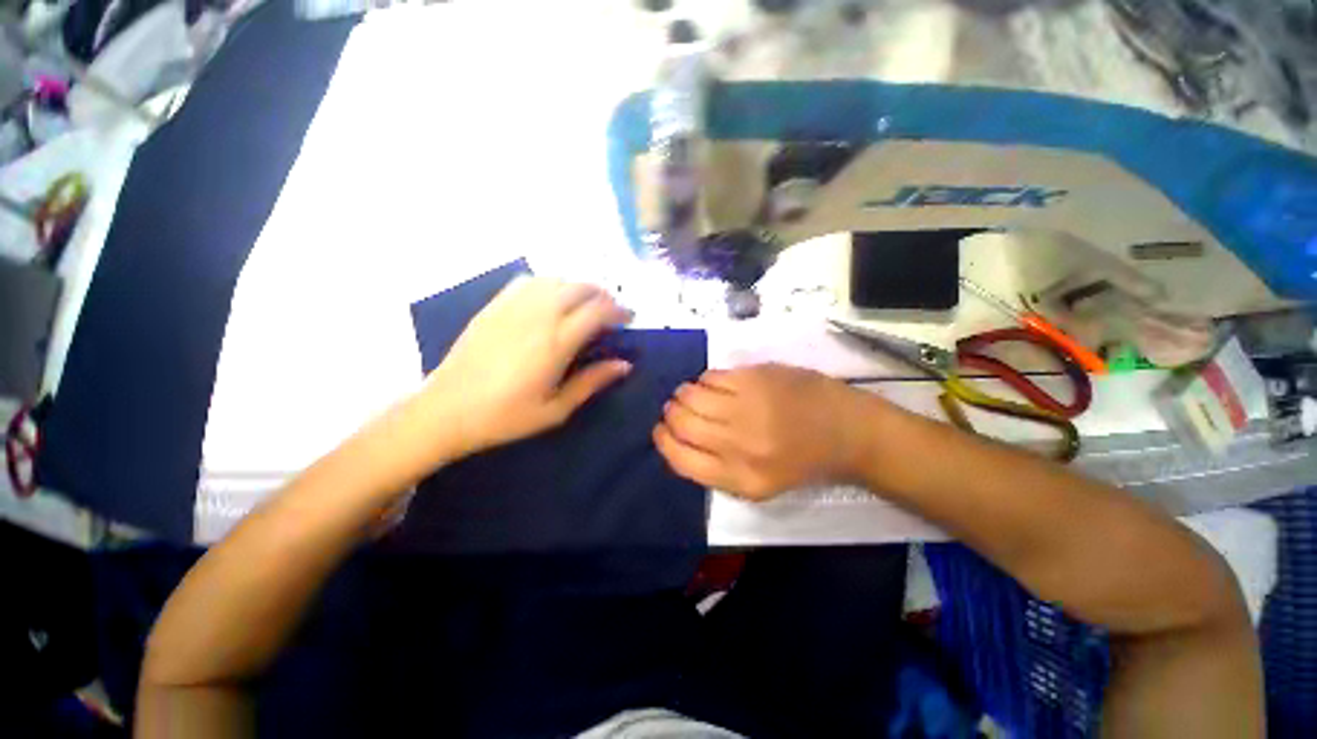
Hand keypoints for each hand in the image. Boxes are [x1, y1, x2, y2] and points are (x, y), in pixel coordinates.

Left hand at [401, 277, 632, 467]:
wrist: (446, 410)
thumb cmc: (505, 416)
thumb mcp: (556, 409)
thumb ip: (592, 382)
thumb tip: (624, 365)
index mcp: (556, 342)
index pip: (597, 310)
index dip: (619, 309)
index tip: (629, 317)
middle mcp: (538, 315)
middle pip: (579, 287)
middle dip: (602, 294)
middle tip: (611, 310)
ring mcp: (512, 307)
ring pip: (555, 279)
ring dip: (577, 286)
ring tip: (585, 302)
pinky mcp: (494, 306)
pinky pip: (527, 281)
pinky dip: (549, 284)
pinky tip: (550, 298)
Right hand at [654, 364, 878, 499]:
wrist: (847, 431)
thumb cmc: (802, 461)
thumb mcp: (759, 485)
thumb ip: (716, 468)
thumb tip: (678, 439)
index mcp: (741, 479)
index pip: (681, 459)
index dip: (663, 442)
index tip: (660, 431)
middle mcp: (739, 443)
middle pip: (682, 423)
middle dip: (670, 414)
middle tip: (674, 409)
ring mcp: (747, 406)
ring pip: (691, 395)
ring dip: (683, 394)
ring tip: (691, 394)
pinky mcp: (755, 378)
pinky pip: (711, 376)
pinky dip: (705, 380)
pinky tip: (715, 384)